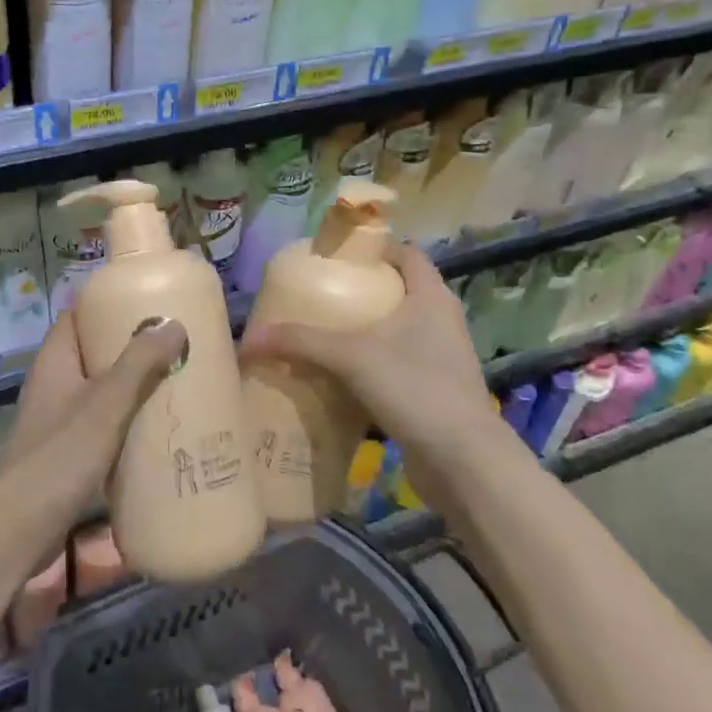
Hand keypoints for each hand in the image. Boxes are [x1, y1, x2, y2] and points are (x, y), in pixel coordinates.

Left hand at [0, 311, 187, 522]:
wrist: (19, 530)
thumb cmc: (60, 456)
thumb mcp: (105, 404)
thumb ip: (138, 363)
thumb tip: (172, 324)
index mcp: (54, 361)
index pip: (77, 316)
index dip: (107, 304)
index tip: (147, 301)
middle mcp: (53, 384)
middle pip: (92, 352)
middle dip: (130, 347)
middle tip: (175, 343)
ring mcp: (57, 420)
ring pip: (100, 390)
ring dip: (132, 386)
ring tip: (175, 380)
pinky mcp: (66, 453)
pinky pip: (101, 424)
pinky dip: (126, 420)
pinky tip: (156, 429)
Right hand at [237, 244, 522, 478]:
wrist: (464, 462)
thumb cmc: (416, 388)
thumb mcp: (351, 357)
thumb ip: (300, 342)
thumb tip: (247, 339)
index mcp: (431, 297)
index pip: (406, 254)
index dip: (374, 249)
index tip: (336, 257)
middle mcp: (440, 321)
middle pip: (397, 291)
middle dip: (360, 292)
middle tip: (319, 295)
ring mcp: (440, 358)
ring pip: (396, 331)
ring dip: (363, 332)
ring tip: (322, 334)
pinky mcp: (433, 391)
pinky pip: (395, 365)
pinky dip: (369, 365)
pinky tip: (338, 377)